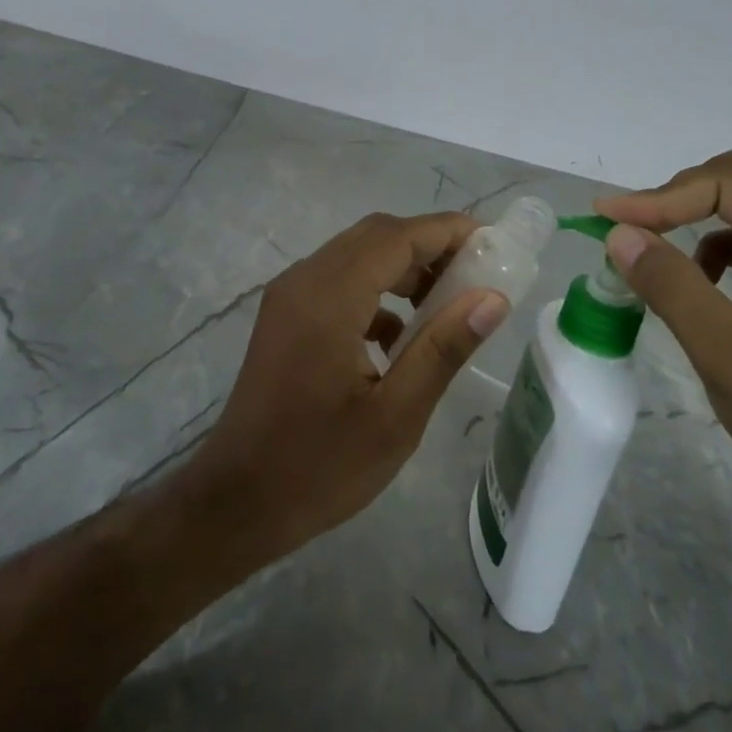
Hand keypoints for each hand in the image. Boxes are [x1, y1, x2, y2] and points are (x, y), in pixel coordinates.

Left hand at [183, 211, 512, 564]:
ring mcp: (289, 297)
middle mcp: (304, 281)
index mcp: (329, 298)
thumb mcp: (395, 416)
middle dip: (428, 246)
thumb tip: (492, 298)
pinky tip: (400, 338)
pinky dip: (376, 292)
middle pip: (374, 236)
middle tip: (476, 274)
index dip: (447, 231)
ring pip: (355, 256)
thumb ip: (443, 349)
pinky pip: (338, 283)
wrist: (238, 500)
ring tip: (447, 304)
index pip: (396, 237)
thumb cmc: (320, 466)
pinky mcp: (285, 317)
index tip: (493, 242)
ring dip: (402, 268)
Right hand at [595, 151, 731, 515]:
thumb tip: (617, 233)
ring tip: (650, 242)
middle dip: (679, 196)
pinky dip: (716, 241)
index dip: (664, 197)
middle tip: (627, 226)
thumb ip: (672, 287)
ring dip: (695, 213)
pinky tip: (697, 276)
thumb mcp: (728, 357)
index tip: (607, 216)